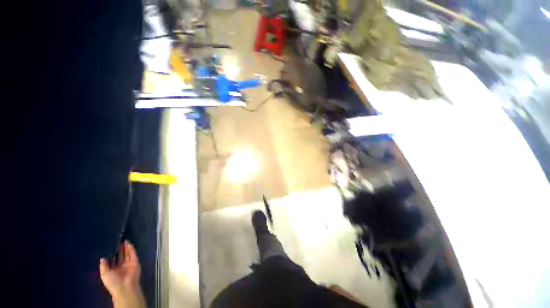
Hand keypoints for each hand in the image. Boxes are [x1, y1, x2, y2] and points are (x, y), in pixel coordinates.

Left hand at [99, 240, 145, 307]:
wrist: (125, 287)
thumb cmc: (113, 282)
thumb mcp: (105, 274)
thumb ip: (104, 266)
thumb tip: (102, 257)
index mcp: (114, 270)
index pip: (113, 260)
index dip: (112, 254)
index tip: (110, 246)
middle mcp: (122, 266)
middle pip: (121, 256)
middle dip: (120, 249)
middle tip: (117, 241)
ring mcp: (129, 264)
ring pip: (127, 253)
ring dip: (126, 247)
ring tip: (123, 240)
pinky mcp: (135, 261)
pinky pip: (133, 253)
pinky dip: (131, 248)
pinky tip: (128, 243)